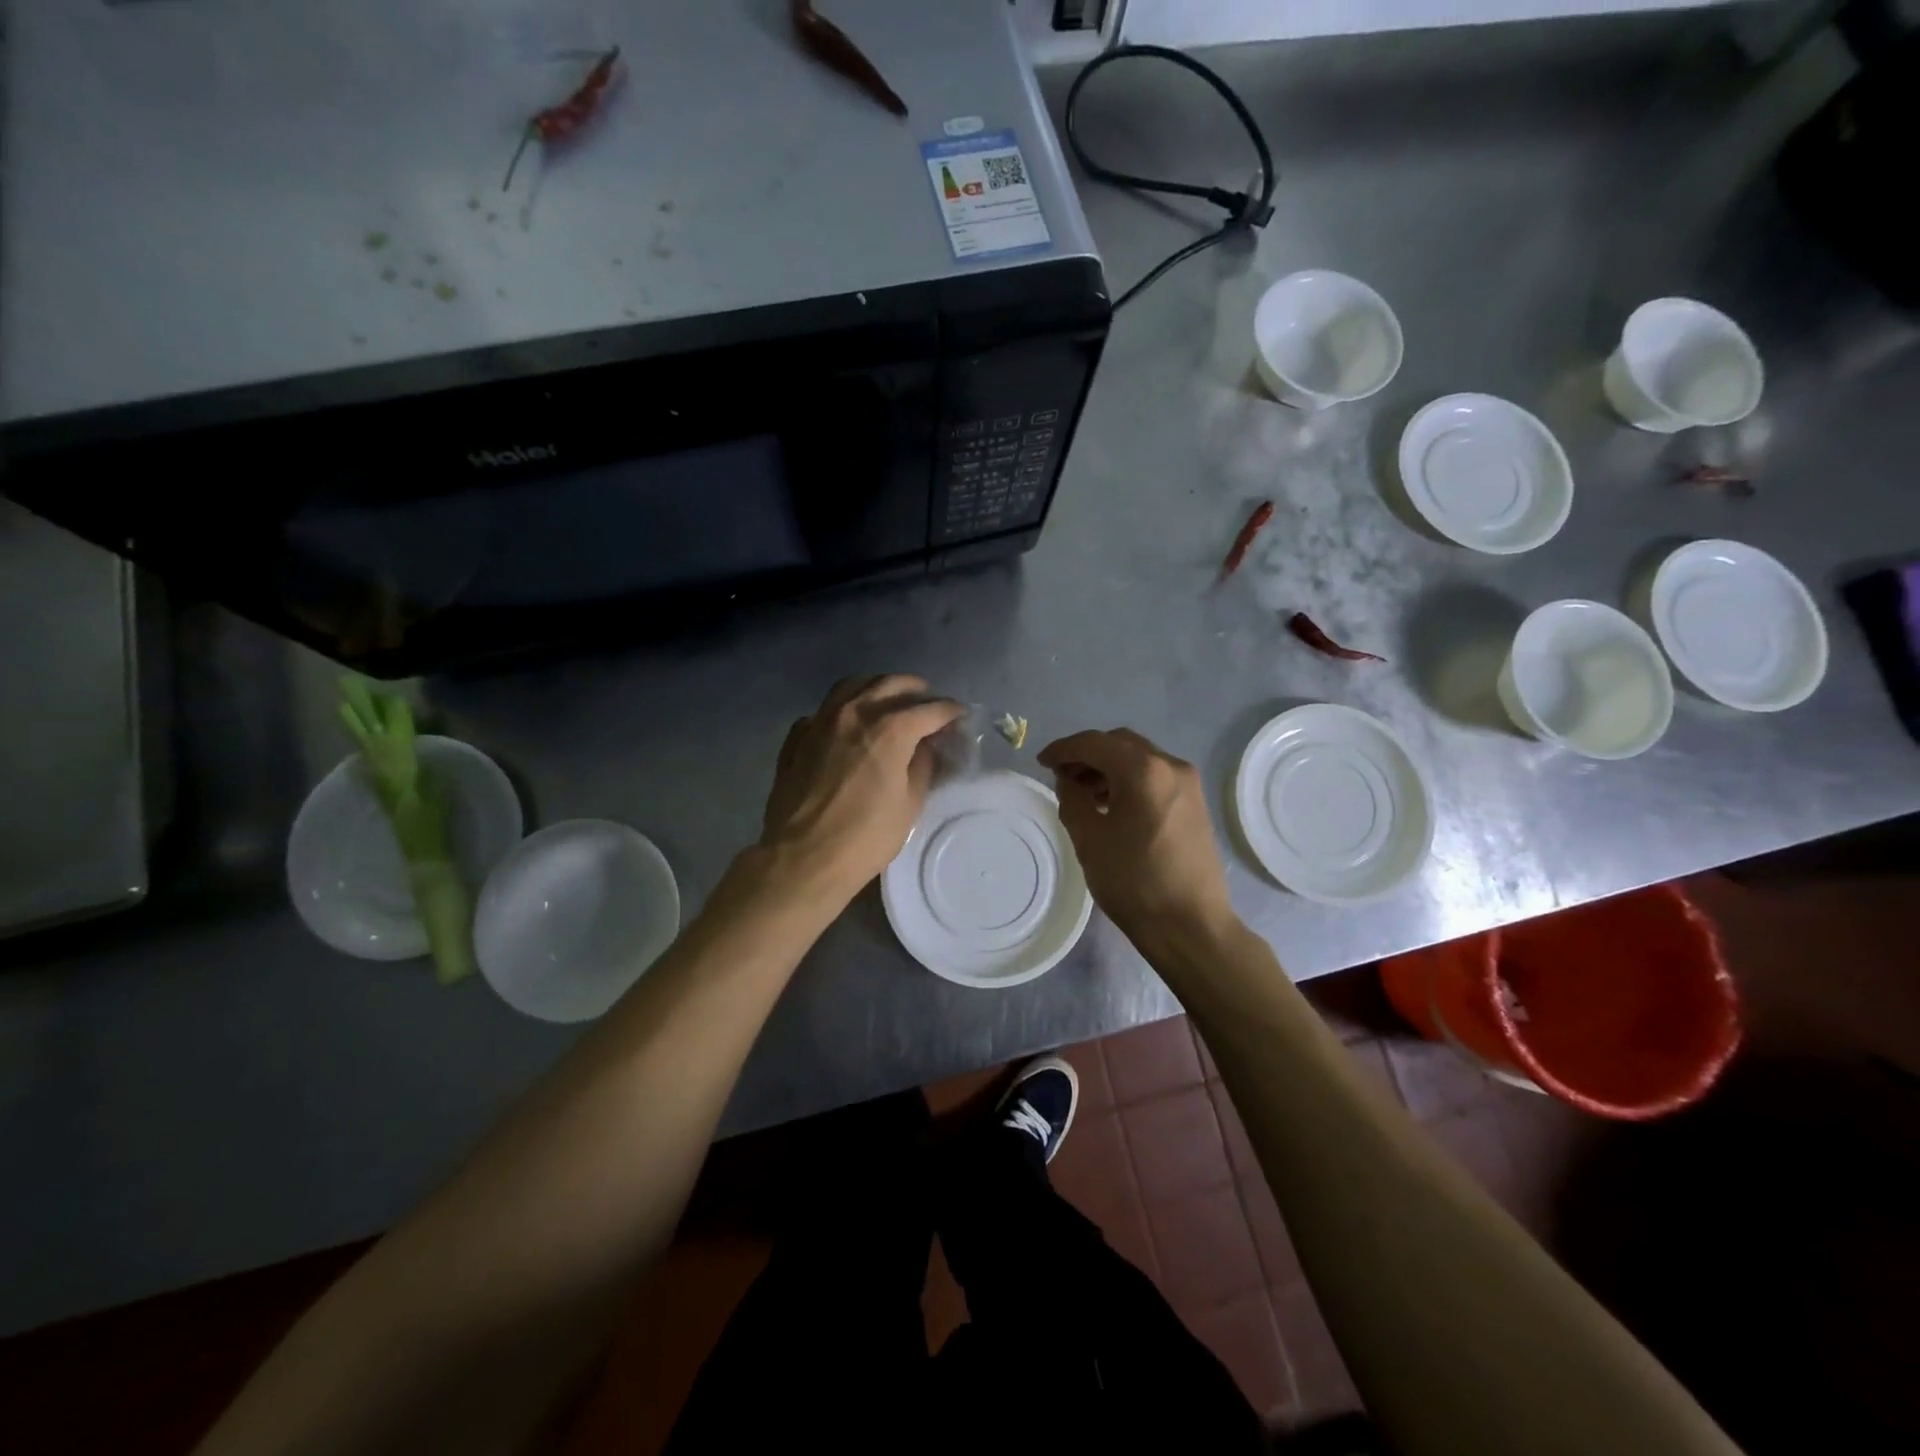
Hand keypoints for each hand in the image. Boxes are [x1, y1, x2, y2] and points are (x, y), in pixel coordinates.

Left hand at [759, 675, 963, 901]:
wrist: (802, 858)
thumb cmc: (864, 837)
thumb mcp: (909, 805)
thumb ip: (921, 766)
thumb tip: (925, 746)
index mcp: (889, 729)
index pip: (929, 709)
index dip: (949, 711)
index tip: (959, 715)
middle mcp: (854, 713)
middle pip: (890, 684)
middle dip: (915, 690)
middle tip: (927, 702)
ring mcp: (820, 721)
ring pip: (852, 686)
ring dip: (877, 687)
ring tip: (888, 700)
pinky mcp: (797, 737)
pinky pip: (824, 710)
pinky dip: (843, 709)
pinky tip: (848, 725)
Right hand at [1038, 728, 1234, 948]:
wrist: (1190, 924)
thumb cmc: (1133, 881)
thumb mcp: (1089, 839)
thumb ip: (1072, 798)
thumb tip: (1069, 779)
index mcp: (1143, 770)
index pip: (1094, 743)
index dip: (1063, 749)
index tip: (1042, 762)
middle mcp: (1171, 766)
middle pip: (1120, 744)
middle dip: (1088, 754)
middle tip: (1062, 776)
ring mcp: (1188, 784)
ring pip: (1139, 759)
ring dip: (1109, 767)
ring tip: (1084, 793)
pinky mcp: (1195, 803)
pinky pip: (1155, 777)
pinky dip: (1129, 780)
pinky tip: (1112, 805)